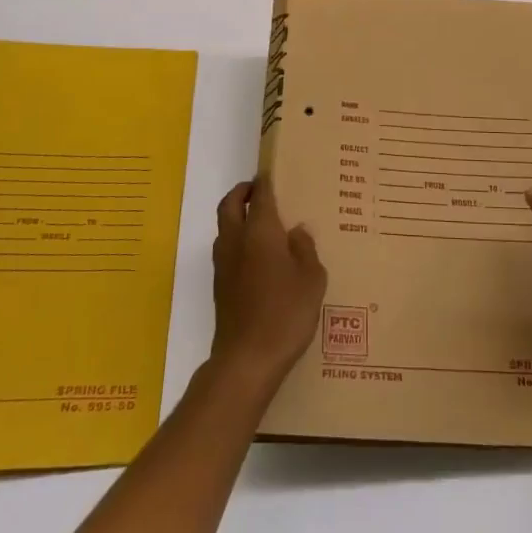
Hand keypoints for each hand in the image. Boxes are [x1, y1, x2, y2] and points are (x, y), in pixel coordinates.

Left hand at [210, 180, 326, 387]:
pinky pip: (227, 251)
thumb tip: (297, 232)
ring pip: (224, 227)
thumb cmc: (285, 313)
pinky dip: (238, 242)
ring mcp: (223, 264)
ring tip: (262, 224)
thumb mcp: (312, 279)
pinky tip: (259, 258)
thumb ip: (305, 249)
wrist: (246, 360)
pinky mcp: (219, 286)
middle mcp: (236, 241)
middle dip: (241, 192)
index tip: (272, 172)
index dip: (265, 181)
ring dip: (236, 217)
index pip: (260, 194)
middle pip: (229, 204)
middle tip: (259, 191)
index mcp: (260, 231)